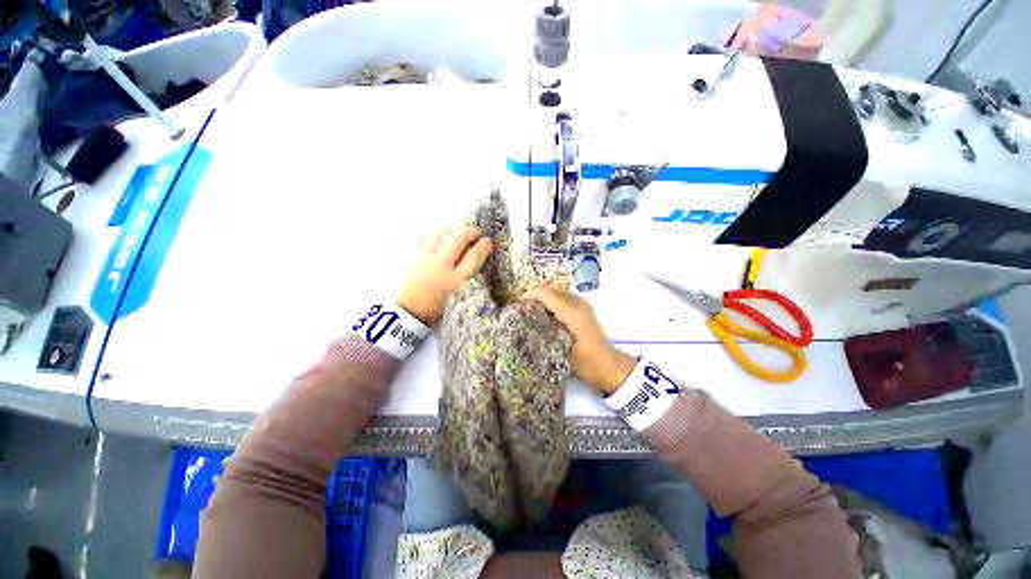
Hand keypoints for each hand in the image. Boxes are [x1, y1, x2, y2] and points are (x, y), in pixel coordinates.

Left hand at [397, 224, 492, 325]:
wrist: (407, 314)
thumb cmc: (437, 309)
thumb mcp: (458, 297)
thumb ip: (467, 277)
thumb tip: (476, 256)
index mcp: (455, 281)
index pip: (473, 256)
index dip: (484, 246)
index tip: (488, 241)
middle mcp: (440, 266)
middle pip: (459, 236)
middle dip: (471, 231)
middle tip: (476, 234)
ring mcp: (425, 258)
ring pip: (441, 231)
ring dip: (452, 230)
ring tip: (456, 235)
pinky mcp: (413, 255)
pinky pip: (424, 236)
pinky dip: (435, 234)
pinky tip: (439, 238)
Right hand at [526, 287, 636, 395]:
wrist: (608, 366)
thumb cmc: (585, 363)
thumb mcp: (560, 350)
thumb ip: (543, 333)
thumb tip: (524, 323)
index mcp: (572, 311)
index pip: (545, 294)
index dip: (528, 297)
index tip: (516, 308)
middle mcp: (577, 302)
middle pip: (549, 290)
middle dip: (533, 298)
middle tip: (521, 312)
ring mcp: (581, 303)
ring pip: (555, 294)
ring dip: (542, 301)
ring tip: (530, 314)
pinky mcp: (582, 308)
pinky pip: (561, 299)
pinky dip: (551, 304)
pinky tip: (544, 317)